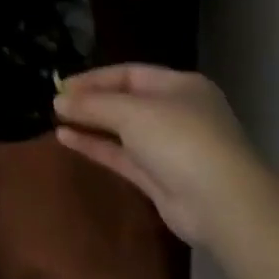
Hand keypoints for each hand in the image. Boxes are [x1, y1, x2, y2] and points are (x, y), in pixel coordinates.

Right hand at [52, 65, 266, 243]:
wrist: (222, 203)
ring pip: (121, 130)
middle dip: (91, 101)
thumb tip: (59, 100)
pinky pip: (121, 155)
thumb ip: (92, 104)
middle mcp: (176, 113)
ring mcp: (168, 147)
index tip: (62, 86)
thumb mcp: (131, 112)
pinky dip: (96, 146)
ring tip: (55, 119)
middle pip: (125, 101)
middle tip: (56, 103)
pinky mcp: (158, 178)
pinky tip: (66, 139)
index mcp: (179, 86)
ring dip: (90, 124)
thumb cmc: (180, 140)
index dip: (94, 78)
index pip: (129, 74)